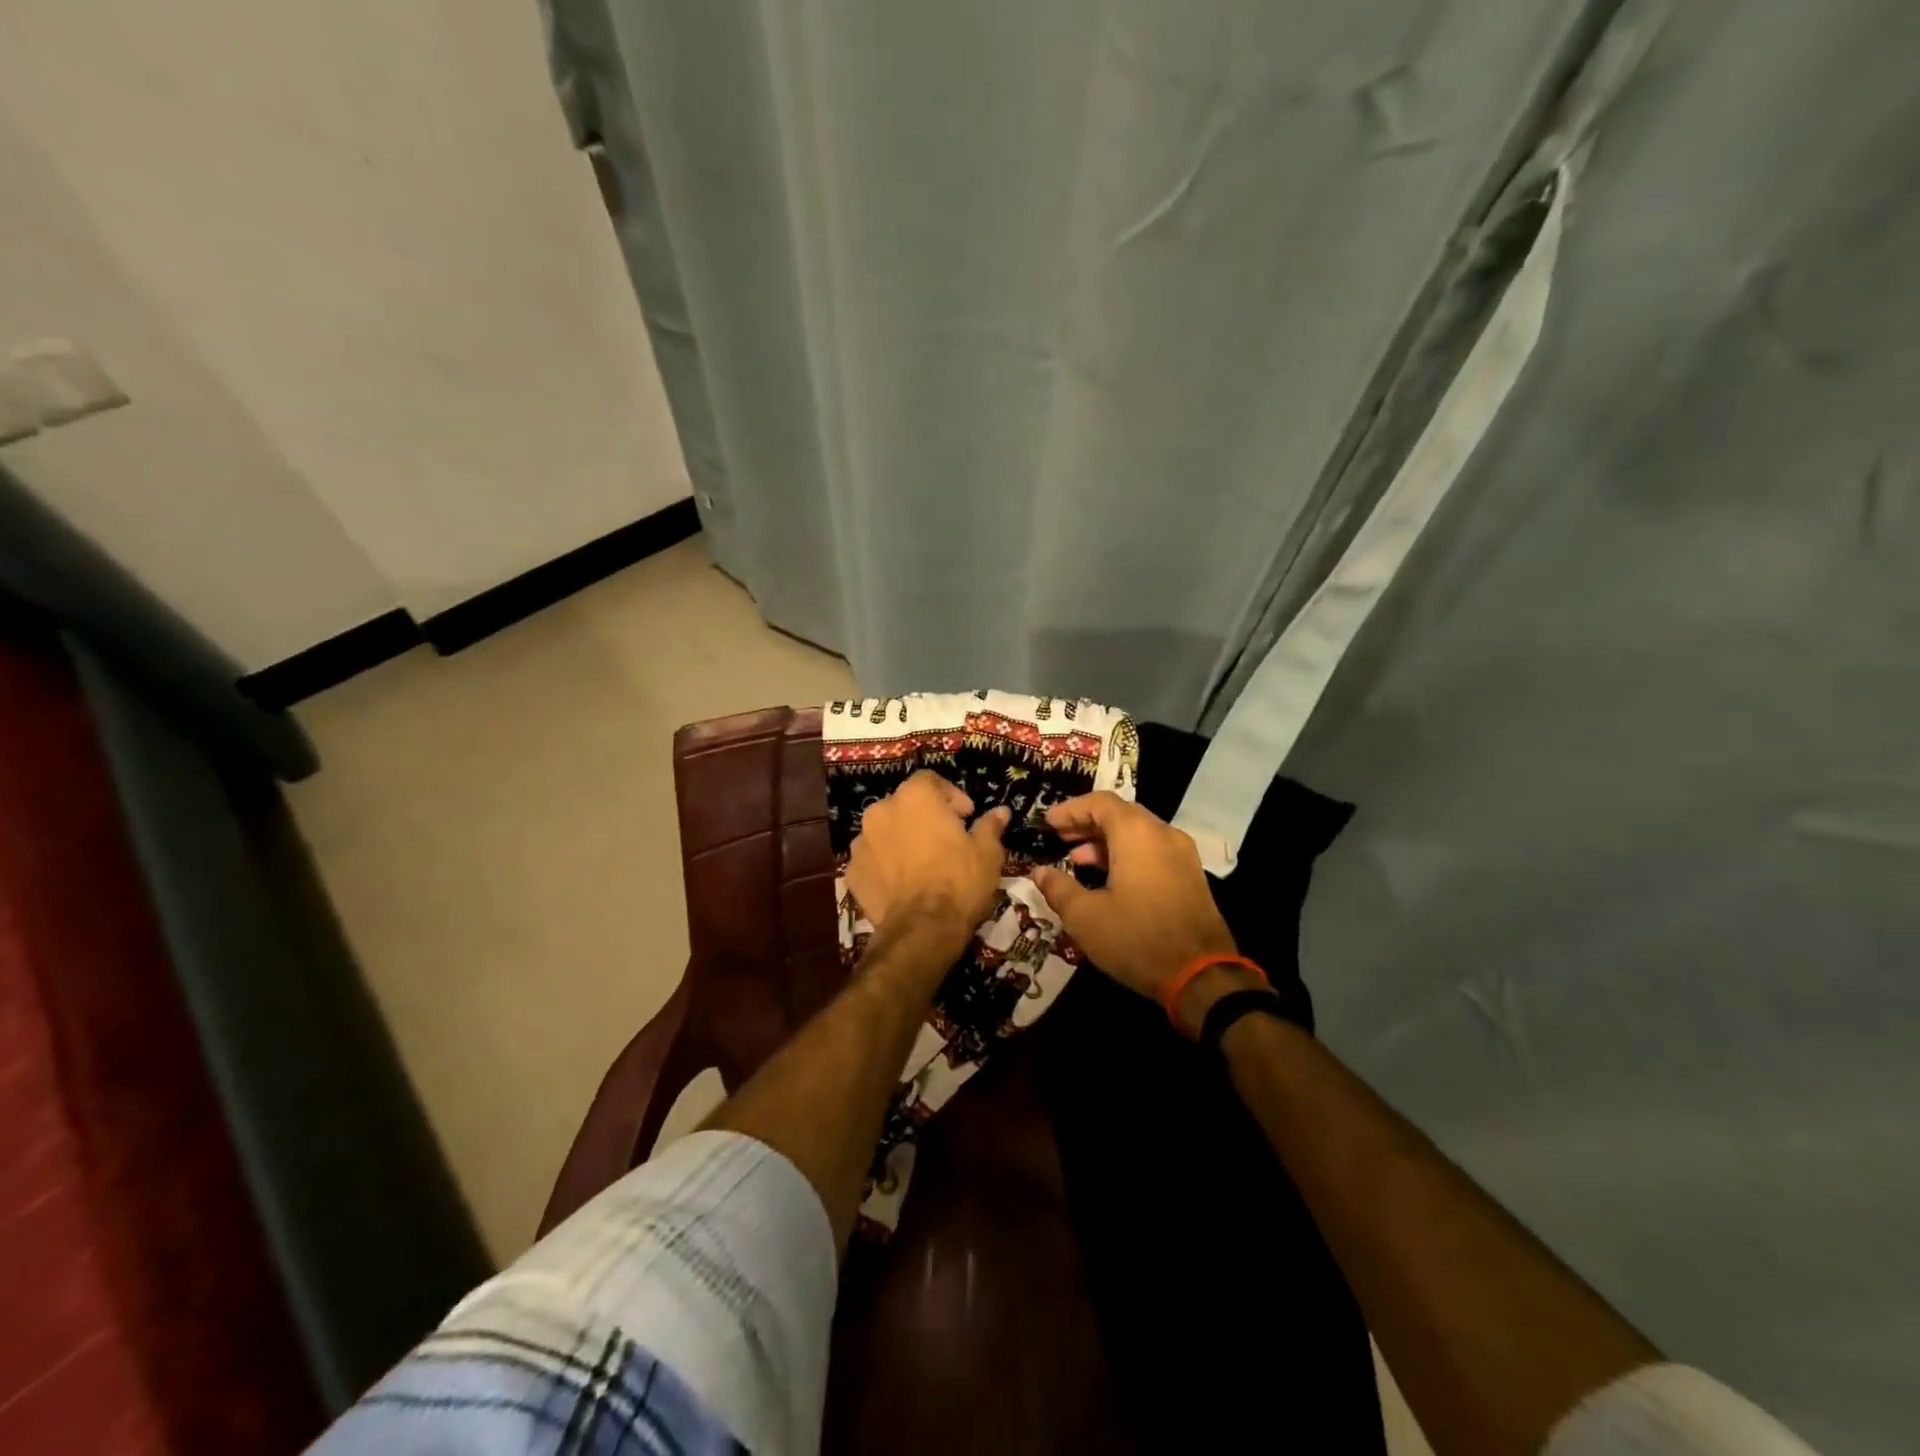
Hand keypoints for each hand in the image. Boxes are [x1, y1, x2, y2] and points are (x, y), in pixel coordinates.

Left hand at [847, 771, 1009, 945]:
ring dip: (902, 839)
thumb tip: (1001, 812)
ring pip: (885, 831)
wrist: (922, 929)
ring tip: (922, 863)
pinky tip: (903, 883)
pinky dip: (885, 865)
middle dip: (924, 816)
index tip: (966, 816)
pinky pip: (872, 859)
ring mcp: (861, 842)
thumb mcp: (987, 852)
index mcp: (914, 797)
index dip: (950, 795)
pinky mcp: (852, 871)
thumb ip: (990, 826)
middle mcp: (881, 810)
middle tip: (946, 839)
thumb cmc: (959, 881)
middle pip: (904, 804)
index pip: (930, 780)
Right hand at [1030, 792, 1254, 1033]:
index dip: (1070, 810)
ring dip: (1106, 842)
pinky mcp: (1191, 875)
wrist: (1202, 976)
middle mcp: (1163, 834)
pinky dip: (1127, 854)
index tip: (1047, 823)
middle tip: (1059, 837)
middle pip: (1120, 814)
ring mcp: (1182, 854)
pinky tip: (1108, 879)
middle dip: (1087, 823)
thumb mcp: (1085, 917)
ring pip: (1138, 833)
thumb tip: (1039, 872)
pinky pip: (1153, 851)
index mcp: (1137, 834)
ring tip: (1077, 860)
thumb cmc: (1137, 939)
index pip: (1100, 803)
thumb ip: (1058, 888)